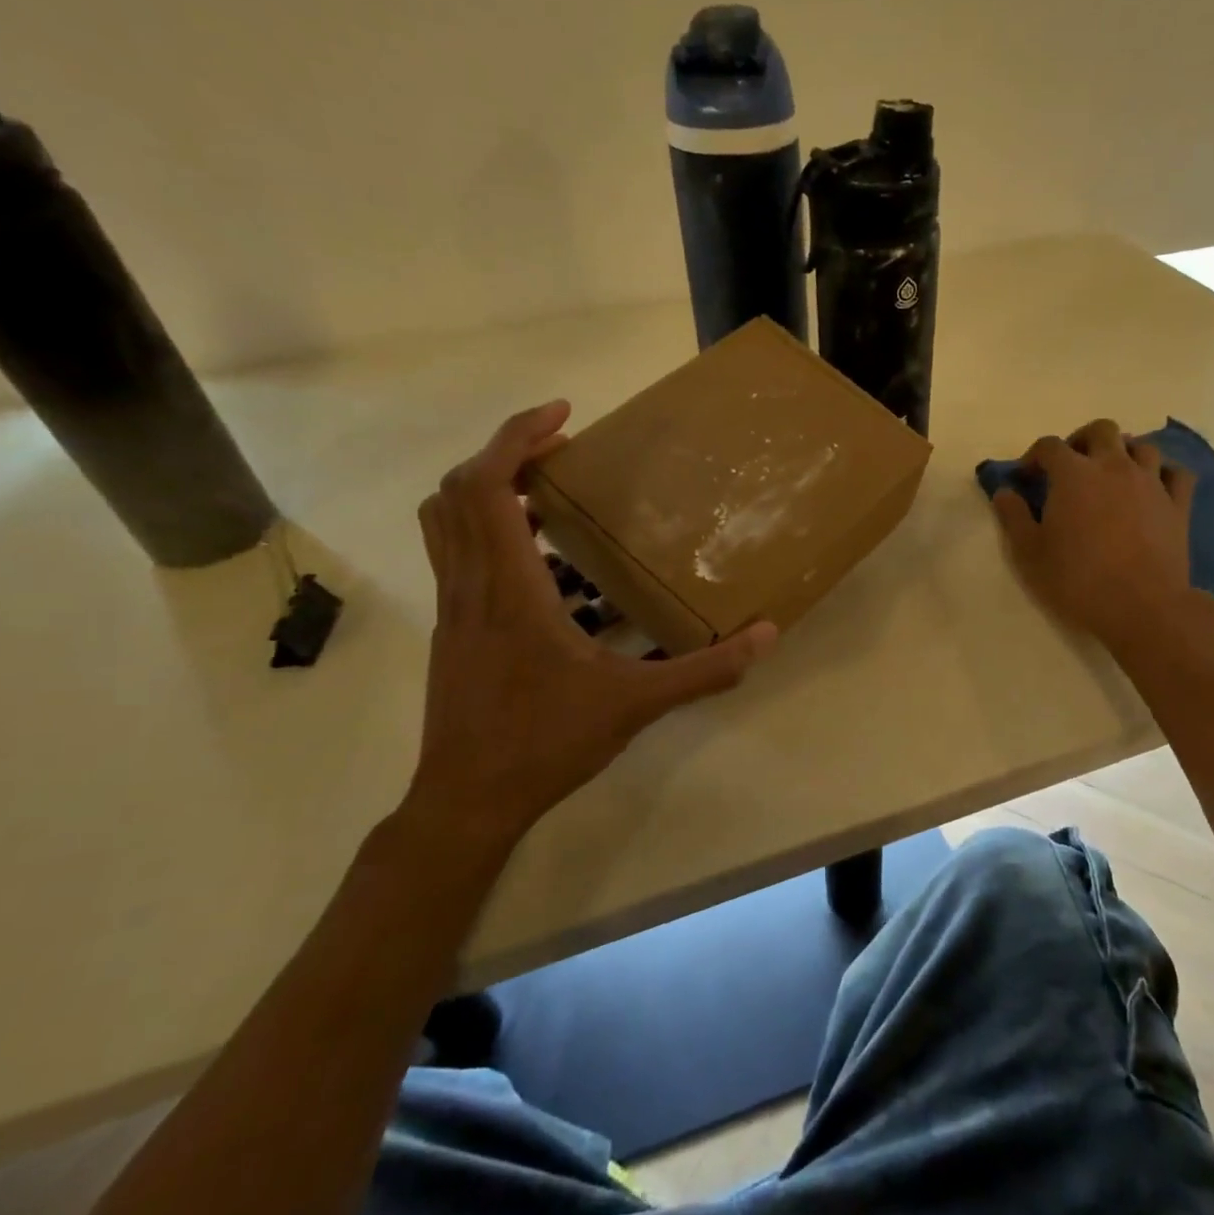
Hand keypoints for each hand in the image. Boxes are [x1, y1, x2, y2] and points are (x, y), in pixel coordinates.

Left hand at [406, 402, 775, 846]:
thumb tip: (766, 636)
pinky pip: (460, 558)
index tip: (564, 414)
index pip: (487, 486)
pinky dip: (492, 535)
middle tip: (559, 450)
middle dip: (504, 453)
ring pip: (446, 523)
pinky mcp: (454, 631)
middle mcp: (470, 586)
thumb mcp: (637, 704)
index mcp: (509, 588)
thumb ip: (705, 669)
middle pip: (456, 490)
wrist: (467, 800)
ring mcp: (454, 609)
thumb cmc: (545, 742)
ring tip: (550, 495)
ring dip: (490, 491)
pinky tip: (548, 571)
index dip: (517, 436)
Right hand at [990, 418, 1204, 650]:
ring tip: (1111, 475)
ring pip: (1141, 445)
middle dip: (1081, 441)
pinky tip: (1152, 488)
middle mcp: (1114, 466)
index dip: (1033, 457)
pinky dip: (1162, 473)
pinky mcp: (1178, 504)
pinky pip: (1176, 473)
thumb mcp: (1030, 554)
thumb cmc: (1078, 580)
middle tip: (1070, 467)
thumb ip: (1013, 517)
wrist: (1142, 607)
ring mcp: (1151, 482)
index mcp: (1073, 475)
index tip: (1026, 478)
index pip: (1049, 446)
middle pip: (1101, 430)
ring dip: (1123, 452)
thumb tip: (1004, 492)